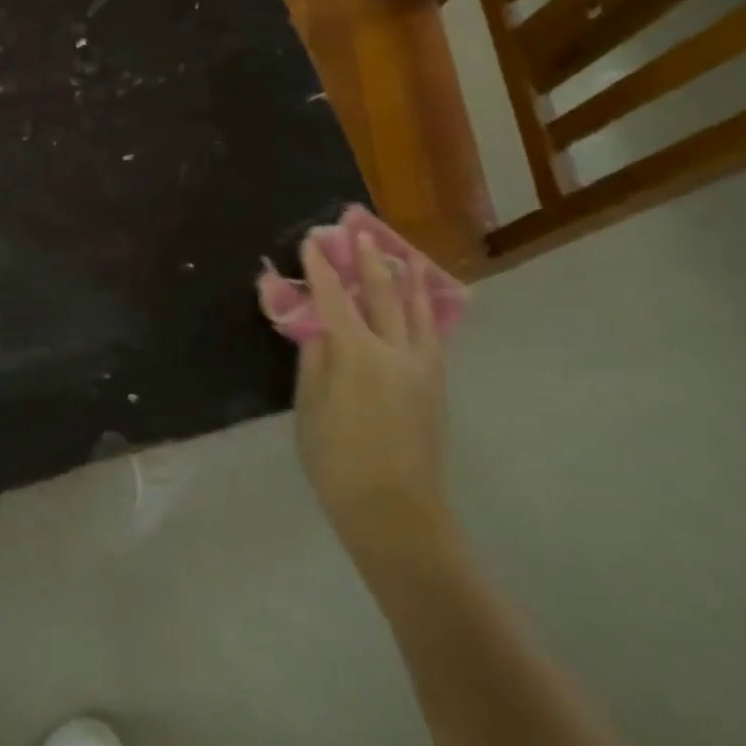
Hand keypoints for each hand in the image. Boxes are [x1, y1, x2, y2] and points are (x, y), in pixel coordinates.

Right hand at [293, 232, 455, 589]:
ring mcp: (422, 366)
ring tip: (397, 253)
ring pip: (415, 309)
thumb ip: (314, 358)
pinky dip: (423, 307)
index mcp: (357, 355)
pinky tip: (420, 300)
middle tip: (357, 232)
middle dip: (367, 260)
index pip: (334, 298)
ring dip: (403, 276)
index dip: (321, 268)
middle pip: (381, 293)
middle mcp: (395, 350)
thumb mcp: (310, 409)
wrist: (397, 513)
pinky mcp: (436, 383)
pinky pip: (431, 331)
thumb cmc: (339, 463)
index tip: (312, 242)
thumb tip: (315, 322)